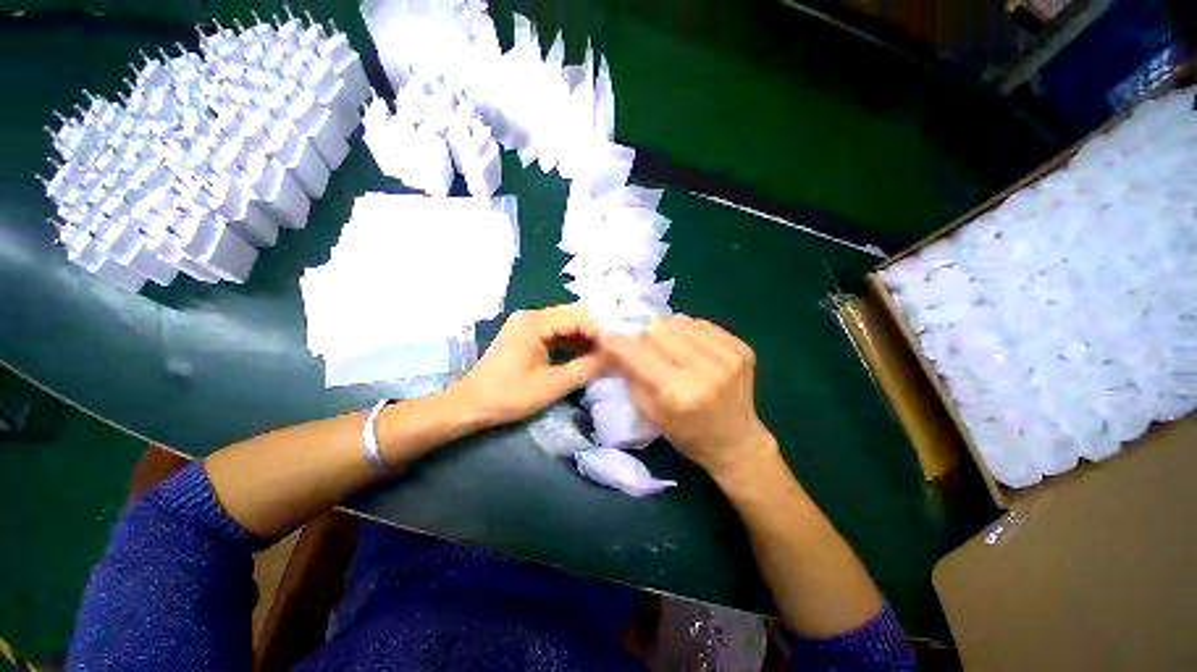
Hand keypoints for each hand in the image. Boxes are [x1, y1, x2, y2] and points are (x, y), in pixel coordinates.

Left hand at [450, 305, 605, 426]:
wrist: (470, 404)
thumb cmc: (509, 395)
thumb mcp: (552, 385)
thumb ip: (585, 369)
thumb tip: (613, 358)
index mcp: (535, 322)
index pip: (577, 317)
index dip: (598, 333)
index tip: (612, 352)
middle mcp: (531, 316)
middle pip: (571, 316)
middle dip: (591, 334)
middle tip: (607, 354)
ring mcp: (526, 324)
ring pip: (564, 323)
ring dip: (582, 338)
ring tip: (597, 356)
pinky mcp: (524, 334)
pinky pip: (553, 331)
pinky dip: (569, 342)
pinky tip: (579, 355)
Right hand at [599, 315, 776, 477]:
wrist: (737, 442)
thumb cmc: (687, 434)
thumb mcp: (650, 413)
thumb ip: (630, 375)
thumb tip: (612, 343)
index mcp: (679, 394)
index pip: (638, 352)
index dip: (617, 342)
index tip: (605, 339)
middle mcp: (706, 370)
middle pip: (658, 328)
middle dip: (644, 337)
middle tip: (645, 350)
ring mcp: (728, 356)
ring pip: (679, 320)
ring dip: (667, 332)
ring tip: (671, 350)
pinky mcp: (742, 347)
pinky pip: (700, 323)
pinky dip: (688, 333)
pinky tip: (692, 350)